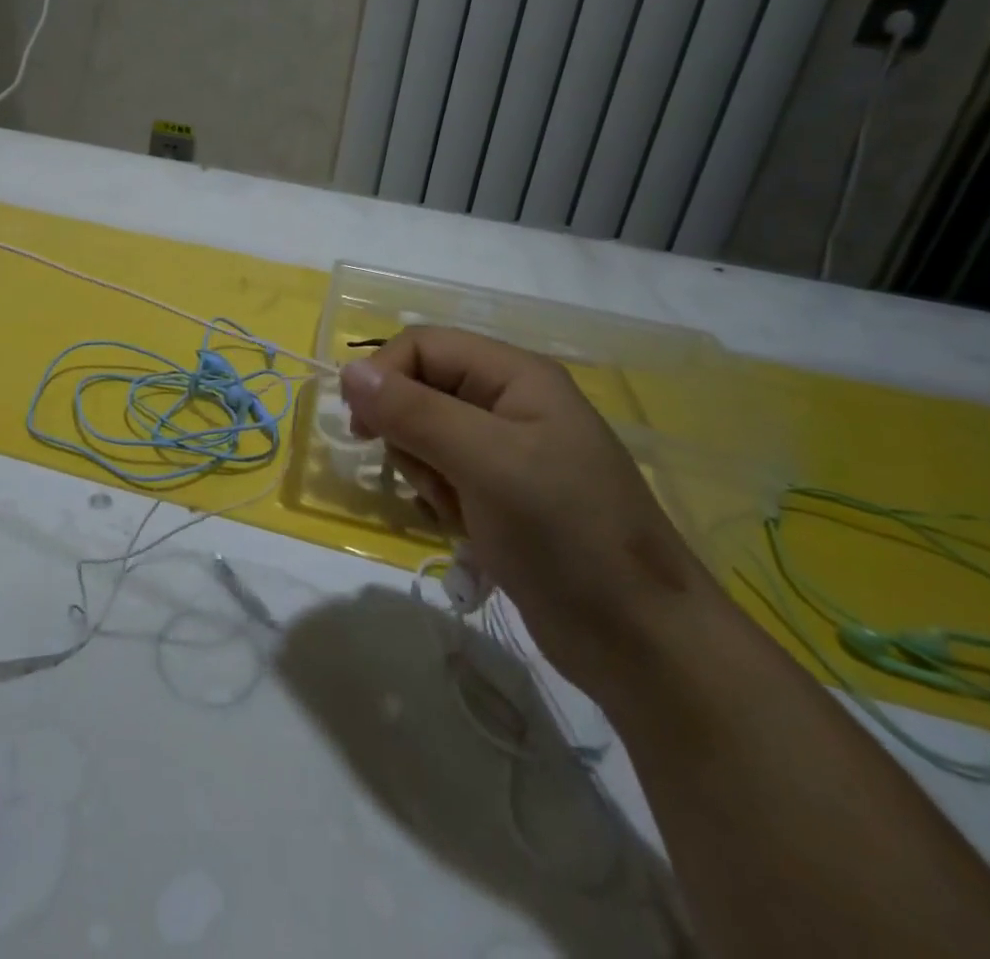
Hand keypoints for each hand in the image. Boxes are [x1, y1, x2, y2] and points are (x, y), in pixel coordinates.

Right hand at [340, 328, 718, 701]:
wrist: (641, 643)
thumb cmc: (566, 534)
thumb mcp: (486, 462)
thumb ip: (414, 412)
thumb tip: (349, 372)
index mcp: (515, 375)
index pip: (423, 345)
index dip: (384, 376)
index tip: (363, 429)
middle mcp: (509, 402)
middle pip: (420, 388)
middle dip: (409, 434)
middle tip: (433, 478)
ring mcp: (507, 451)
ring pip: (424, 435)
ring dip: (425, 473)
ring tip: (459, 510)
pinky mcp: (501, 493)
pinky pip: (442, 474)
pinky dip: (440, 499)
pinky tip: (467, 529)